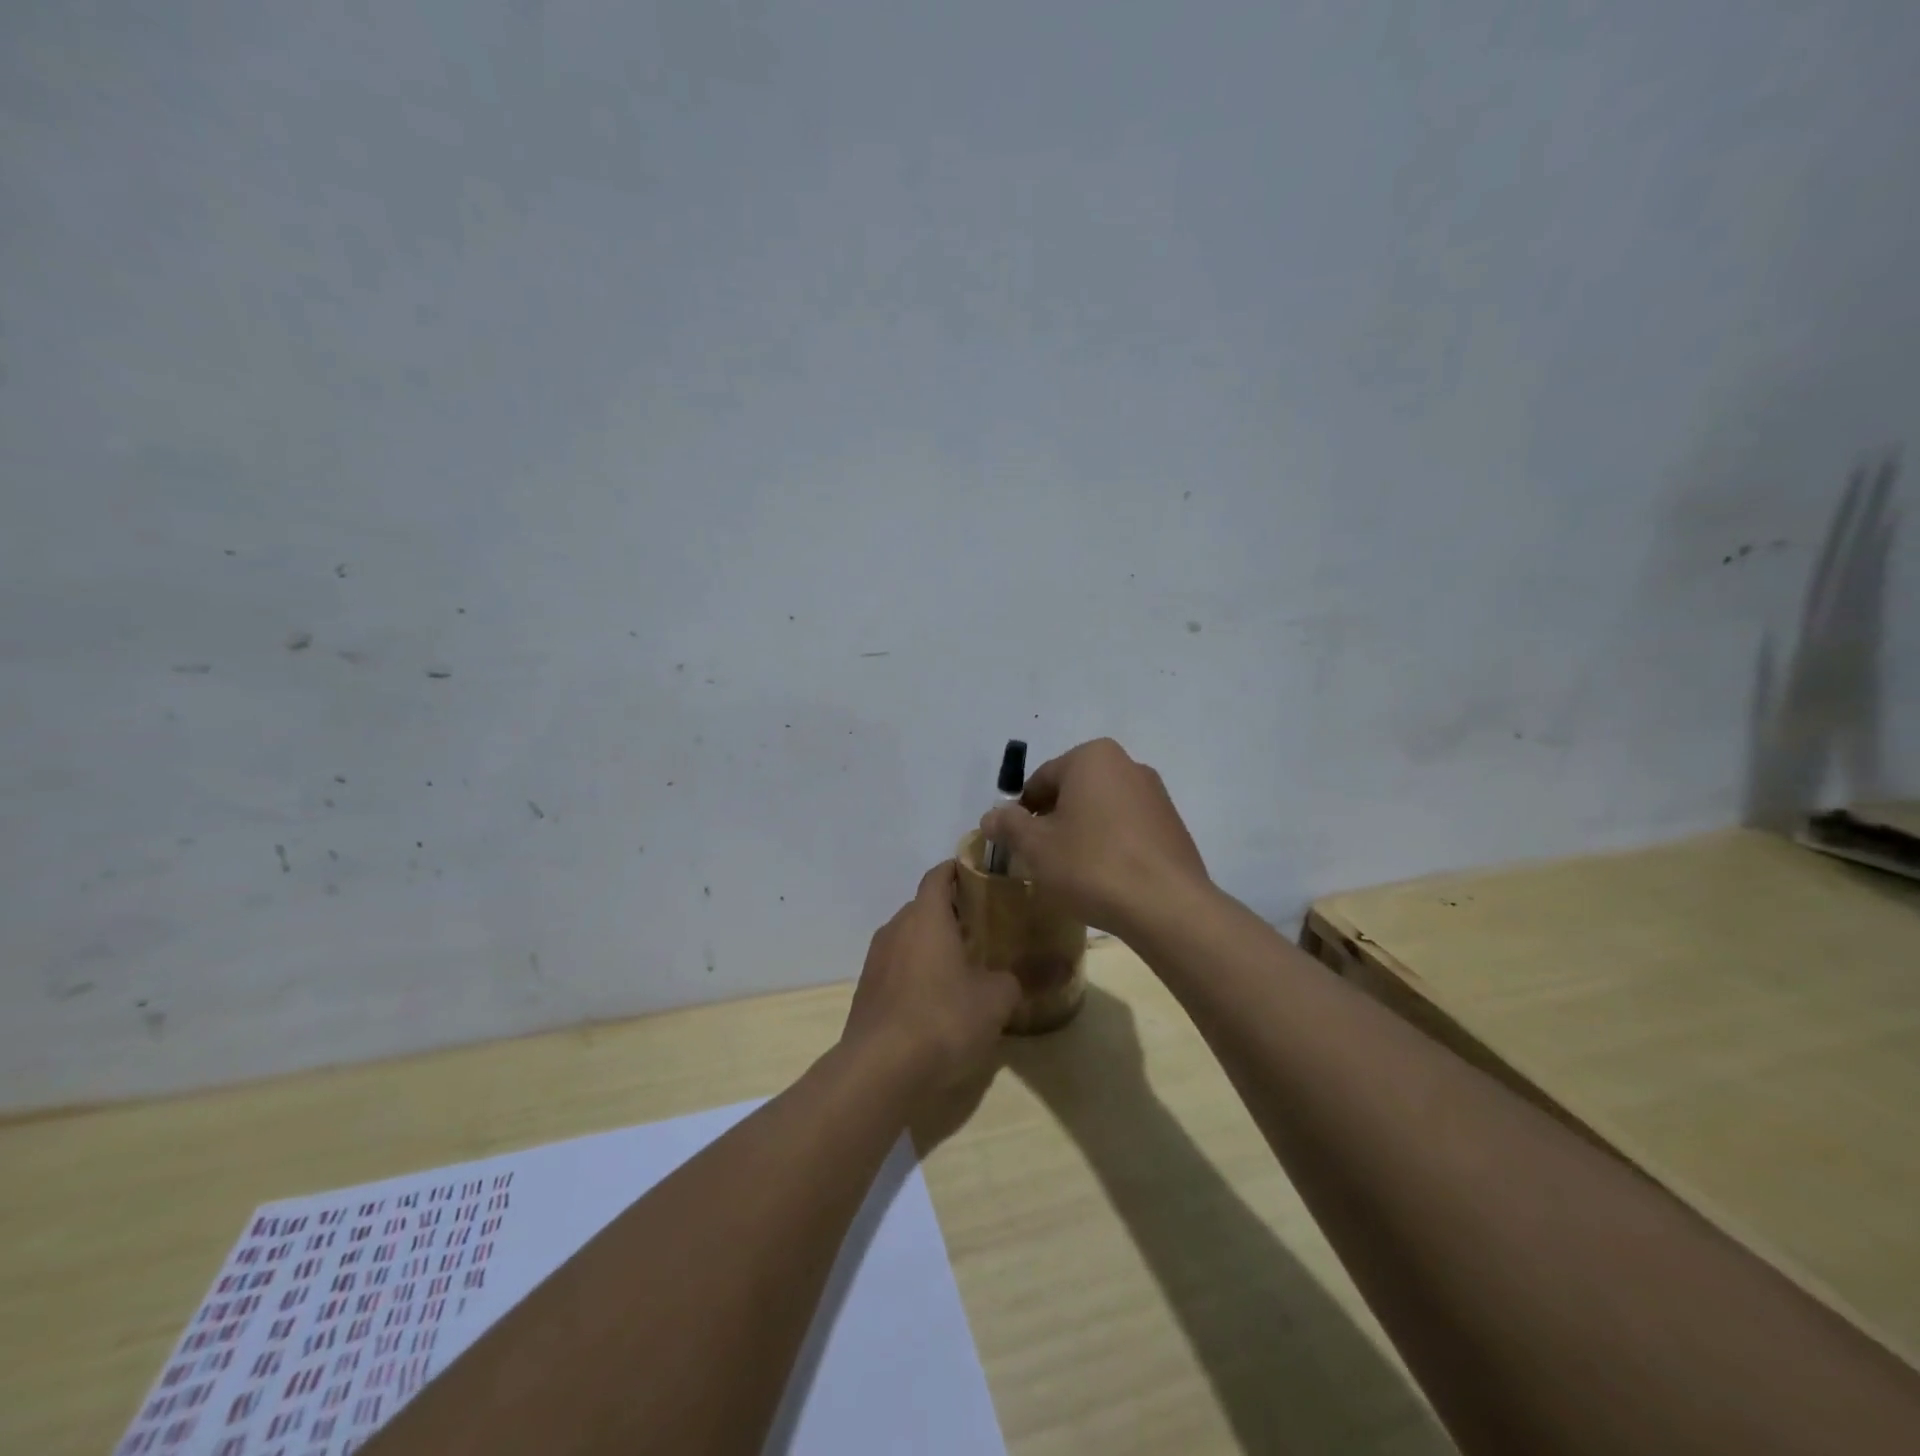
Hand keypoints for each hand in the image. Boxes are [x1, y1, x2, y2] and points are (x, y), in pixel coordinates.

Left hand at [841, 862, 1021, 1102]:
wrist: (880, 1070)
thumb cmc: (943, 1019)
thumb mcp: (995, 1001)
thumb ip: (1009, 980)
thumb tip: (1010, 978)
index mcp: (926, 916)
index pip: (939, 875)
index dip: (958, 871)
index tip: (980, 877)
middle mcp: (896, 928)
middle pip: (923, 907)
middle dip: (950, 913)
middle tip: (982, 928)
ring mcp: (875, 959)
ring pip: (908, 938)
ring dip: (932, 945)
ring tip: (961, 966)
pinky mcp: (866, 990)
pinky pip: (896, 967)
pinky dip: (916, 972)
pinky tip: (935, 1000)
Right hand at [979, 738, 1209, 937]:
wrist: (1166, 906)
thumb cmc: (1091, 865)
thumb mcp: (1036, 846)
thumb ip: (1008, 825)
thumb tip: (990, 816)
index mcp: (1092, 758)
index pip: (1041, 780)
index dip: (1022, 812)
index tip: (1015, 843)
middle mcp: (1127, 764)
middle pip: (1073, 791)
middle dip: (1054, 820)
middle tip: (1040, 857)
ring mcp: (1155, 794)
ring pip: (1101, 810)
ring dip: (1082, 832)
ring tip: (1072, 871)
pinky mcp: (1172, 825)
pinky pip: (1127, 828)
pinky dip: (1110, 844)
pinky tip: (1104, 877)